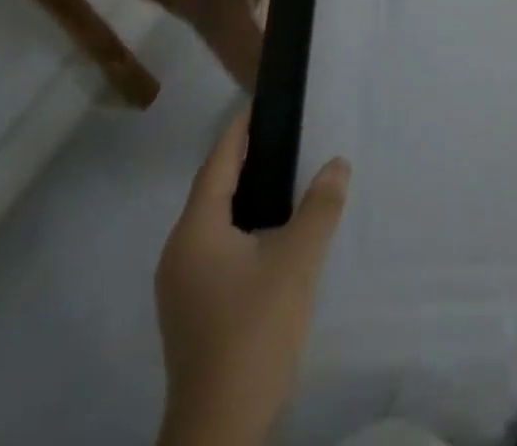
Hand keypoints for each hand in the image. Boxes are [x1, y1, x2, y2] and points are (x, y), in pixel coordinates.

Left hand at [155, 108, 349, 445]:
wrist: (220, 431)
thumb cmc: (254, 331)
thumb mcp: (297, 262)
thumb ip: (320, 207)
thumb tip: (338, 162)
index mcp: (195, 232)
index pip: (217, 163)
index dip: (239, 131)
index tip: (262, 103)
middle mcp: (178, 252)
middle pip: (212, 190)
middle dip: (244, 160)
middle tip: (284, 135)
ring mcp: (180, 286)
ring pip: (213, 222)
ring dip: (244, 195)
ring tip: (284, 177)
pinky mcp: (191, 310)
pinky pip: (215, 247)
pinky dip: (241, 226)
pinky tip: (270, 233)